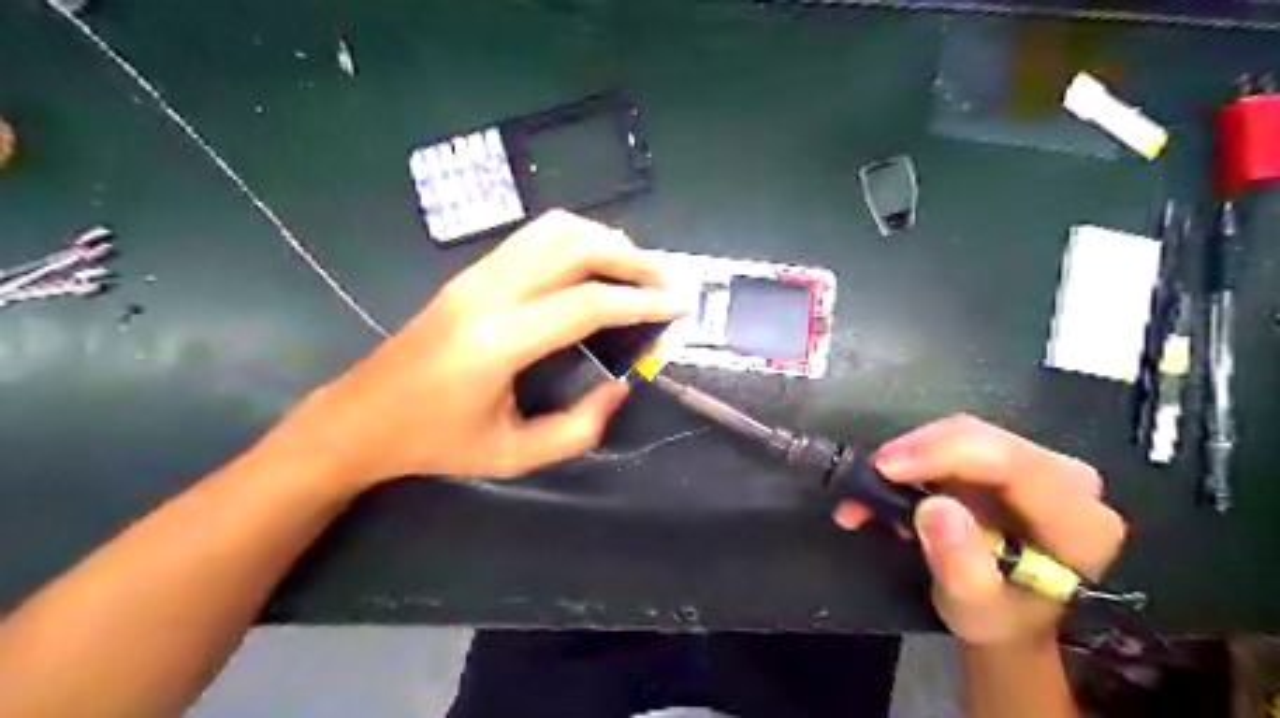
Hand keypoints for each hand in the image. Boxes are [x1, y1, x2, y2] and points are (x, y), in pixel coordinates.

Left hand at [271, 206, 685, 486]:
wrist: (360, 418)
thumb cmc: (435, 443)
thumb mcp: (514, 455)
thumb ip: (577, 428)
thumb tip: (620, 386)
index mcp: (497, 342)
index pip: (586, 304)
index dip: (641, 302)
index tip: (679, 307)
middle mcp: (487, 293)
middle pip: (573, 247)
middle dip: (631, 259)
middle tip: (666, 281)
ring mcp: (474, 275)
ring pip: (552, 230)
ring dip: (604, 241)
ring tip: (637, 269)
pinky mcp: (469, 273)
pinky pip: (533, 238)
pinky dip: (576, 241)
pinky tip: (594, 266)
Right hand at [831, 414, 1121, 645]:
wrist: (1005, 616)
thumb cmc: (997, 618)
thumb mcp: (974, 608)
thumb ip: (960, 564)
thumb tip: (935, 507)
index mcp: (1079, 523)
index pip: (1016, 465)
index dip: (946, 455)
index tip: (886, 468)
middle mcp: (1067, 482)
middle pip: (984, 440)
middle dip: (918, 452)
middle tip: (868, 475)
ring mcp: (1035, 465)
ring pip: (962, 434)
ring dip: (908, 456)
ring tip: (867, 488)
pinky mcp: (1004, 460)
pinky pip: (952, 442)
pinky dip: (912, 459)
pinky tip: (884, 484)